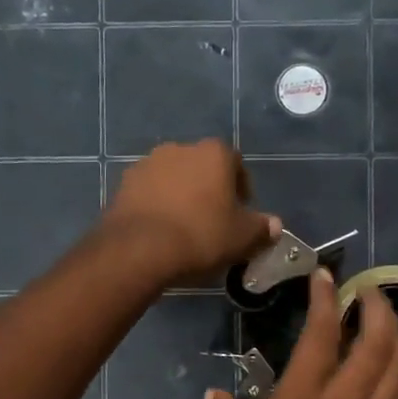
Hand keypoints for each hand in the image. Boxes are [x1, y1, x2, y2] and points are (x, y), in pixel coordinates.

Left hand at [103, 140, 278, 286]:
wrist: (139, 249)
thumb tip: (274, 225)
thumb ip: (261, 228)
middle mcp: (179, 149)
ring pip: (173, 178)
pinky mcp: (123, 185)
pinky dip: (157, 205)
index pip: (235, 162)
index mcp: (213, 153)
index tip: (241, 210)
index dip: (241, 186)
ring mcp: (147, 164)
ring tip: (184, 226)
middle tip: (214, 219)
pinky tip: (161, 230)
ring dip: (181, 195)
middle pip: (201, 167)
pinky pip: (149, 193)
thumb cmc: (201, 236)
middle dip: (209, 188)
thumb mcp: (242, 238)